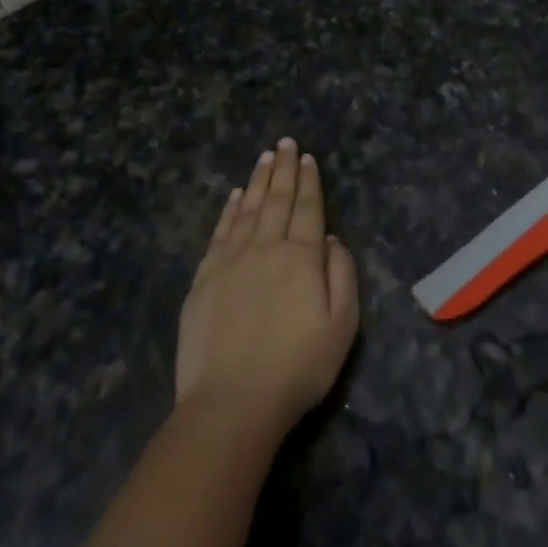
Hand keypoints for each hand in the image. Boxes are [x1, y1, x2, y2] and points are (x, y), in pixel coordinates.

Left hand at [174, 138, 358, 434]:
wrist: (231, 404)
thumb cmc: (297, 367)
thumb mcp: (342, 325)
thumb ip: (342, 275)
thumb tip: (331, 240)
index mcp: (302, 257)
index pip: (309, 208)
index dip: (310, 181)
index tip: (308, 157)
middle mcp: (267, 248)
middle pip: (278, 200)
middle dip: (284, 169)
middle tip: (286, 142)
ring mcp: (231, 262)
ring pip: (248, 210)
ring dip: (258, 181)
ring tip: (265, 157)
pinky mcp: (204, 280)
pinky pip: (220, 233)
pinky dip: (229, 210)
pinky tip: (235, 196)